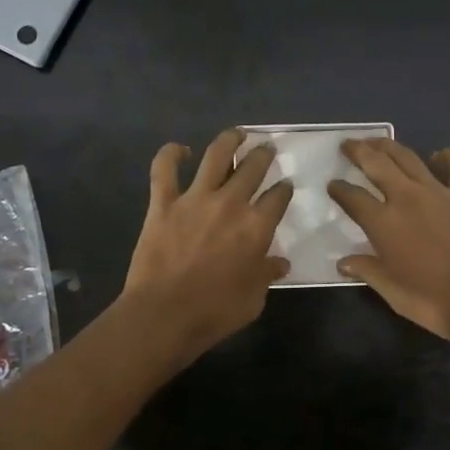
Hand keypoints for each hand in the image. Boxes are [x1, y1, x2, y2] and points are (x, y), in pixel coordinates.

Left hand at [122, 129, 293, 362]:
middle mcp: (230, 203)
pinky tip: (179, 149)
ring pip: (216, 155)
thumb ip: (267, 274)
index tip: (286, 186)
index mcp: (257, 226)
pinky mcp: (163, 203)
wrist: (164, 315)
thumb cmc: (216, 312)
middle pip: (253, 168)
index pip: (278, 197)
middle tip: (267, 151)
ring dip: (229, 141)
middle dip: (263, 156)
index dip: (284, 189)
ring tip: (237, 134)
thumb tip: (279, 263)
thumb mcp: (254, 298)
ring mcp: (195, 199)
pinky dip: (170, 154)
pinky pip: (164, 170)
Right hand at [328, 140, 449, 345]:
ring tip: (378, 142)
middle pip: (376, 164)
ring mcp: (440, 192)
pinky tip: (439, 157)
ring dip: (389, 146)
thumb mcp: (392, 292)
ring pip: (408, 157)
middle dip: (358, 151)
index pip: (353, 198)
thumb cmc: (434, 303)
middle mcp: (407, 198)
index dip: (339, 190)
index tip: (332, 185)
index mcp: (384, 223)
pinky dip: (446, 156)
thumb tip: (342, 263)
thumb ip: (367, 271)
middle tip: (348, 144)